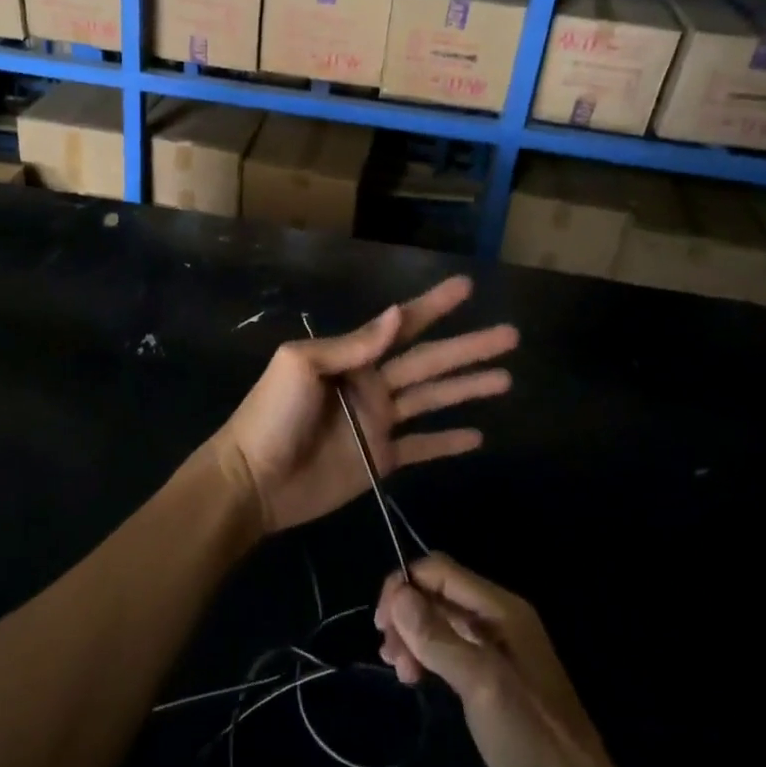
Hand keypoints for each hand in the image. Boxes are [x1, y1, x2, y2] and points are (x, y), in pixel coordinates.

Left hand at [209, 276, 516, 533]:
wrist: (255, 479)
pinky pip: (423, 447)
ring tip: (506, 378)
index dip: (435, 306)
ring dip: (468, 388)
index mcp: (355, 357)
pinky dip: (448, 442)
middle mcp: (373, 384)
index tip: (466, 287)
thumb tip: (396, 314)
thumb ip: (353, 344)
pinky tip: (478, 436)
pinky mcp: (382, 459)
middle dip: (469, 347)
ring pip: (434, 399)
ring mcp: (379, 422)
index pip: (404, 325)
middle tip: (510, 335)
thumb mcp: (303, 365)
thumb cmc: (273, 414)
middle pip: (431, 361)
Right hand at [376, 555, 695, 766]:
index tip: (382, 624)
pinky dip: (428, 654)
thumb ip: (440, 638)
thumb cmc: (531, 738)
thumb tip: (398, 595)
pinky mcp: (495, 673)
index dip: (405, 586)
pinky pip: (452, 645)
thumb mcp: (482, 685)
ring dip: (414, 636)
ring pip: (442, 619)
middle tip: (388, 654)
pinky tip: (415, 676)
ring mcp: (498, 645)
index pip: (441, 571)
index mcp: (502, 608)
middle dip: (407, 614)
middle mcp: (499, 616)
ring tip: (399, 671)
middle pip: (439, 593)